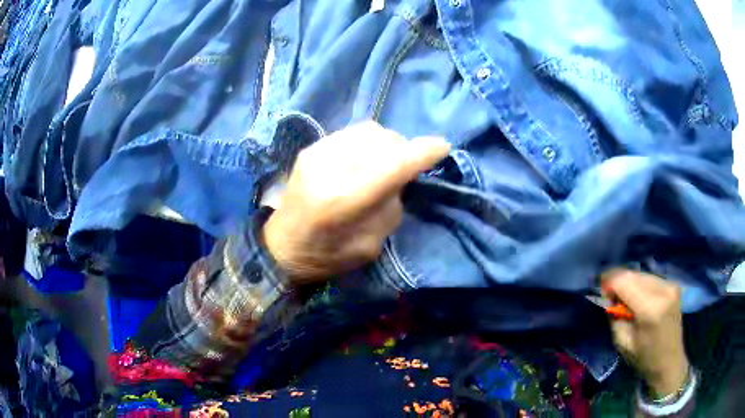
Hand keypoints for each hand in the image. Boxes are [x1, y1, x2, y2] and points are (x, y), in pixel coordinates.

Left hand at [263, 121, 449, 282]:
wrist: (281, 246)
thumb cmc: (326, 256)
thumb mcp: (370, 246)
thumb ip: (390, 207)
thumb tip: (401, 178)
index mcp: (343, 201)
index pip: (392, 165)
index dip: (423, 152)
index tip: (443, 147)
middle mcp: (329, 168)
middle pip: (383, 140)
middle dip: (404, 149)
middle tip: (406, 169)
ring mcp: (317, 152)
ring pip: (369, 130)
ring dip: (387, 143)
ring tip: (386, 162)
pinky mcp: (311, 148)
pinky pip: (352, 133)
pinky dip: (369, 142)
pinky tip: (365, 159)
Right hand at [602, 270, 689, 397]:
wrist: (669, 362)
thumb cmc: (644, 358)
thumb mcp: (623, 342)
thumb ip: (614, 317)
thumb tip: (608, 298)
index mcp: (650, 308)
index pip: (624, 280)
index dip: (608, 282)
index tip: (600, 291)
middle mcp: (663, 290)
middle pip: (633, 274)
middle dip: (618, 282)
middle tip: (610, 297)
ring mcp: (670, 285)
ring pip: (642, 274)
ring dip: (629, 283)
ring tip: (624, 299)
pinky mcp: (673, 284)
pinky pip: (650, 278)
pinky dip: (640, 285)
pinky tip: (638, 298)